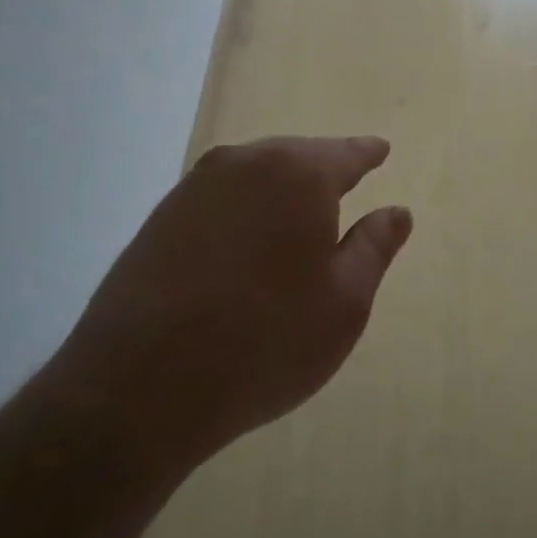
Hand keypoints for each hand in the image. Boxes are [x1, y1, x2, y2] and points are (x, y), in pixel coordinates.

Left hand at [51, 136, 411, 478]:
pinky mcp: (160, 219)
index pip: (345, 153)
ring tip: (298, 214)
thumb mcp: (344, 301)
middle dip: (322, 170)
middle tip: (344, 184)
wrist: (140, 387)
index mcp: (298, 175)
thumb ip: (374, 247)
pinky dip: (244, 209)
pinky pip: (221, 198)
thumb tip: (397, 212)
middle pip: (296, 156)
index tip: (381, 150)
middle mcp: (244, 164)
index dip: (366, 153)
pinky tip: (248, 240)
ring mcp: (194, 188)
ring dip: (280, 189)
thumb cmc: (266, 341)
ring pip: (254, 174)